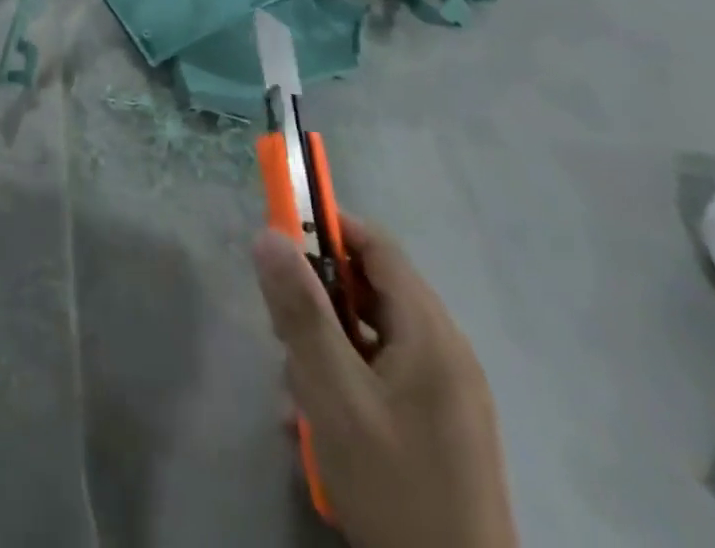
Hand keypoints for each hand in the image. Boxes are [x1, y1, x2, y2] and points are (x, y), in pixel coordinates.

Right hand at [253, 218, 517, 547]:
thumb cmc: (394, 487)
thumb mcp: (334, 396)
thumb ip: (301, 311)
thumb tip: (268, 234)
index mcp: (431, 335)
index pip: (377, 247)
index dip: (327, 228)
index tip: (279, 235)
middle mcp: (446, 354)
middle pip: (372, 290)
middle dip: (318, 296)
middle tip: (279, 325)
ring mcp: (446, 395)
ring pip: (372, 336)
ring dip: (327, 345)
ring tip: (297, 386)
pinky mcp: (438, 429)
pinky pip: (383, 376)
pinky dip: (346, 379)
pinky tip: (318, 421)